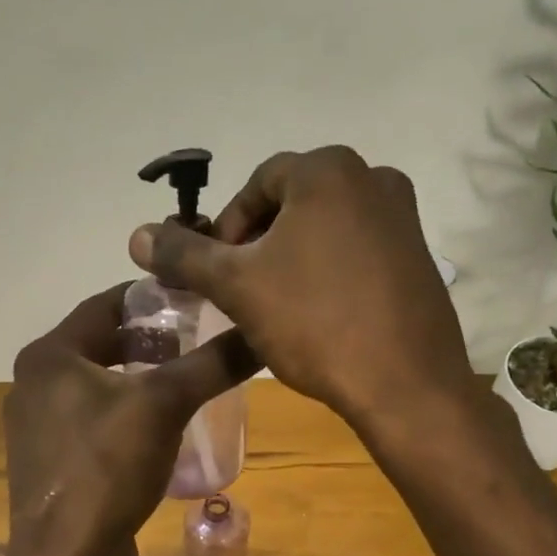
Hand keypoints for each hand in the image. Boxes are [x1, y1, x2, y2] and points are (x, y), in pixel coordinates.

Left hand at [2, 283, 257, 555]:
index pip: (105, 304)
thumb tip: (259, 332)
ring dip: (140, 379)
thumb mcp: (164, 405)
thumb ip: (210, 364)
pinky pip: (95, 423)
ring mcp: (40, 428)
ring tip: (189, 380)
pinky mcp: (53, 464)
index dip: (152, 297)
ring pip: (99, 386)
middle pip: (101, 345)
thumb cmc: (107, 468)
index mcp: (49, 357)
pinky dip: (128, 415)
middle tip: (199, 338)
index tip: (195, 296)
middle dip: (150, 341)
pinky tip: (165, 428)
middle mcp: (35, 385)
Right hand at [128, 146, 473, 431]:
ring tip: (274, 306)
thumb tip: (137, 236)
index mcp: (328, 170)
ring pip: (324, 229)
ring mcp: (404, 218)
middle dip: (257, 244)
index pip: (256, 185)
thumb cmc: (314, 323)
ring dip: (290, 259)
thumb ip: (184, 255)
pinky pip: (357, 251)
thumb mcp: (237, 286)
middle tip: (240, 290)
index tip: (215, 274)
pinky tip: (317, 315)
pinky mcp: (419, 257)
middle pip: (291, 204)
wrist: (404, 385)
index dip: (226, 229)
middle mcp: (373, 178)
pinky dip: (328, 271)